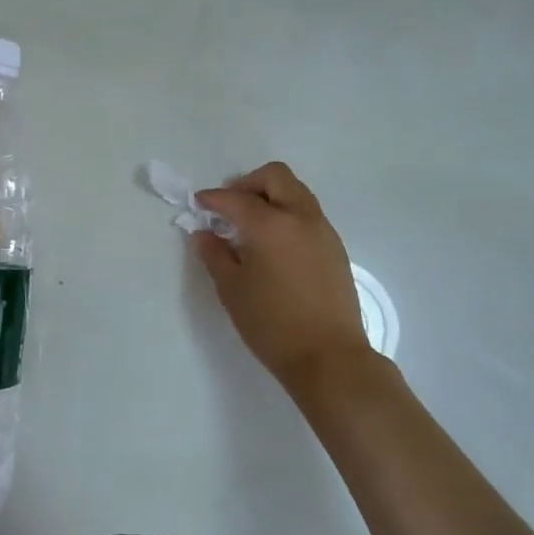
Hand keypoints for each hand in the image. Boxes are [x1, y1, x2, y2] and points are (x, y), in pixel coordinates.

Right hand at [193, 163, 369, 391]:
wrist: (329, 357)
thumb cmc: (272, 325)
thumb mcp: (232, 290)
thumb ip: (215, 255)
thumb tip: (205, 234)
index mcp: (270, 224)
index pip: (235, 198)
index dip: (212, 198)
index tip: (198, 203)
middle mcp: (300, 217)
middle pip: (275, 176)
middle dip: (247, 184)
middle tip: (229, 208)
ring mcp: (323, 230)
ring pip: (295, 192)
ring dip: (270, 196)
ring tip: (250, 226)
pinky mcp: (335, 247)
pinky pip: (308, 214)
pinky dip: (287, 214)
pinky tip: (274, 245)